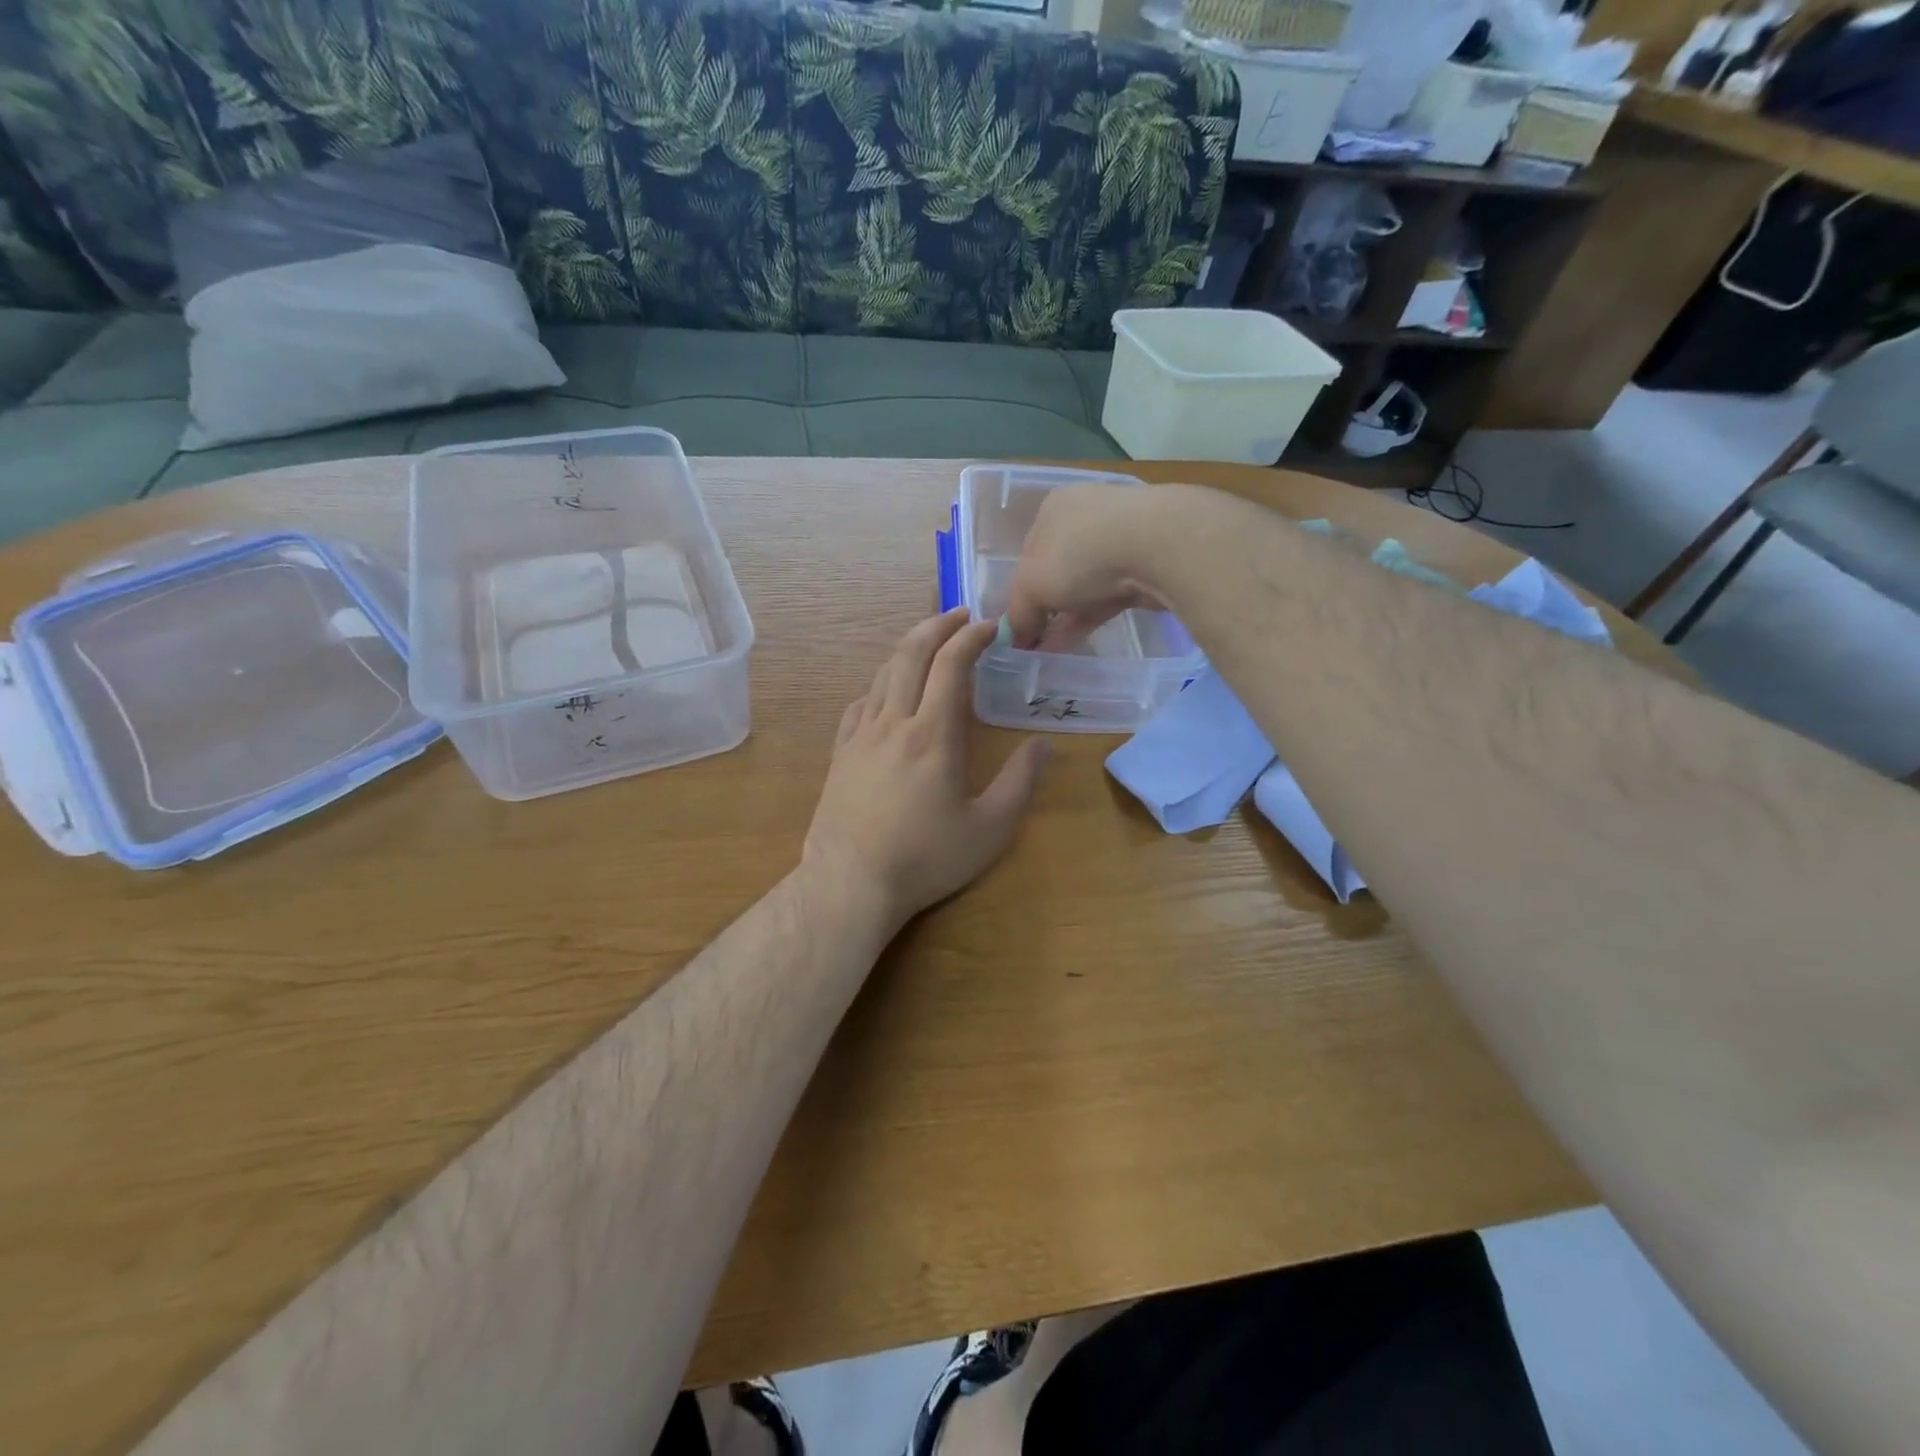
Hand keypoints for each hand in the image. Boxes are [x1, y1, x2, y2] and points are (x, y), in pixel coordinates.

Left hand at [805, 608, 1050, 933]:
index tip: (991, 625)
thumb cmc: (925, 858)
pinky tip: (886, 694)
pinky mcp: (840, 754)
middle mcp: (894, 723)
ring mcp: (860, 736)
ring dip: (908, 650)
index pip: (951, 665)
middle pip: (910, 654)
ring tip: (929, 646)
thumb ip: (1020, 782)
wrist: (850, 883)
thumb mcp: (989, 829)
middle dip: (936, 625)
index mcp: (933, 734)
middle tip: (958, 614)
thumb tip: (1044, 745)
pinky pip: (859, 704)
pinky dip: (880, 685)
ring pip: (882, 674)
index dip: (972, 637)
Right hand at [1003, 484, 1168, 651]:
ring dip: (1066, 617)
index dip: (1021, 592)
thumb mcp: (1031, 587)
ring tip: (1051, 651)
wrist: (1159, 547)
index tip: (1018, 624)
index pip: (1028, 554)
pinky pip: (1110, 595)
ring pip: (1085, 584)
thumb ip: (1018, 613)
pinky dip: (1091, 617)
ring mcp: (1121, 537)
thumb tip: (1015, 637)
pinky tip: (1076, 642)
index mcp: (1054, 508)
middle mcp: (1086, 516)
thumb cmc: (1080, 555)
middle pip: (1058, 569)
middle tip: (1035, 641)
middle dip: (1046, 607)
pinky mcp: (1147, 562)